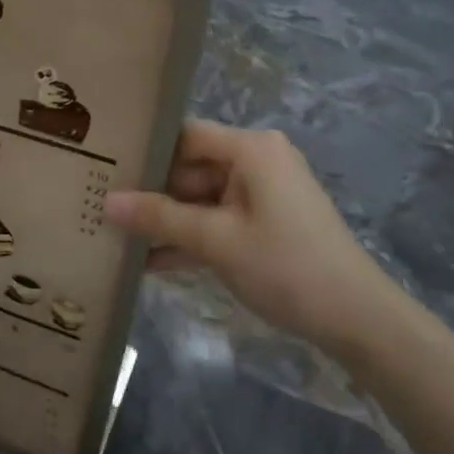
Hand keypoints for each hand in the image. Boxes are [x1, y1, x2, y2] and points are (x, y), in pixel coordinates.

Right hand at [105, 120, 415, 357]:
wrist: (355, 318)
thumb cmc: (285, 265)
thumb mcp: (216, 241)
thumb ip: (159, 219)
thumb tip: (106, 202)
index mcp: (251, 150)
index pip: (185, 135)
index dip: (146, 149)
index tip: (103, 165)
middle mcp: (255, 163)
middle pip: (189, 169)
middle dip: (149, 193)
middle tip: (98, 205)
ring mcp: (259, 197)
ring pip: (198, 201)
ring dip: (164, 222)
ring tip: (112, 235)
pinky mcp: (262, 226)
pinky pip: (215, 223)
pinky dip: (188, 240)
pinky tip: (144, 262)